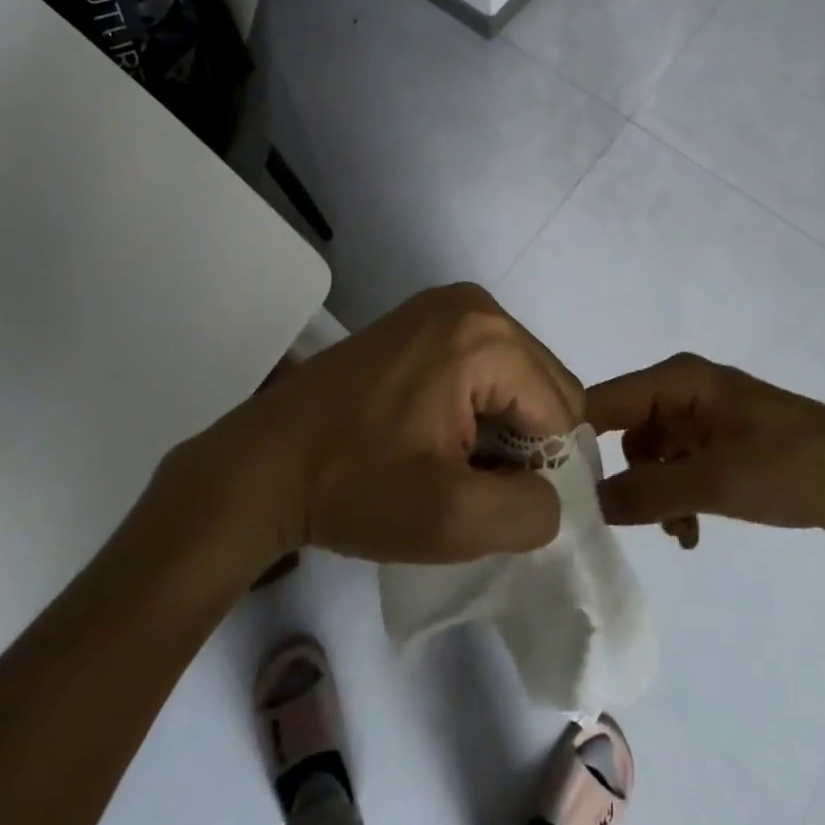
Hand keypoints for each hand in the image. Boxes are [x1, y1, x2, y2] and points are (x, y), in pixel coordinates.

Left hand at [170, 285, 583, 567]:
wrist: (263, 464)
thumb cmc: (354, 485)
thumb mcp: (451, 520)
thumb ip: (529, 511)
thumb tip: (552, 495)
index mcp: (486, 334)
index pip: (561, 410)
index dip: (545, 471)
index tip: (497, 505)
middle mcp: (473, 303)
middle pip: (543, 386)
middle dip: (525, 445)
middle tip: (474, 486)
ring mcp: (443, 306)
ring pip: (515, 379)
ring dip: (502, 430)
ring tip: (452, 465)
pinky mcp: (421, 321)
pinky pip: (482, 367)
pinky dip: (477, 409)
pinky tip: (436, 439)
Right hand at [586, 353, 824, 546]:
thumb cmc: (790, 467)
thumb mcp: (715, 482)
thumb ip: (648, 492)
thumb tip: (589, 503)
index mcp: (678, 379)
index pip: (605, 399)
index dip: (577, 438)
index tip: (560, 487)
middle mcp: (684, 388)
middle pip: (625, 428)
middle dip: (625, 476)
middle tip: (626, 519)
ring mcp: (703, 413)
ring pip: (650, 453)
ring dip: (655, 493)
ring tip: (679, 531)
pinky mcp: (720, 439)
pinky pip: (678, 464)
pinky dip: (677, 495)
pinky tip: (692, 531)